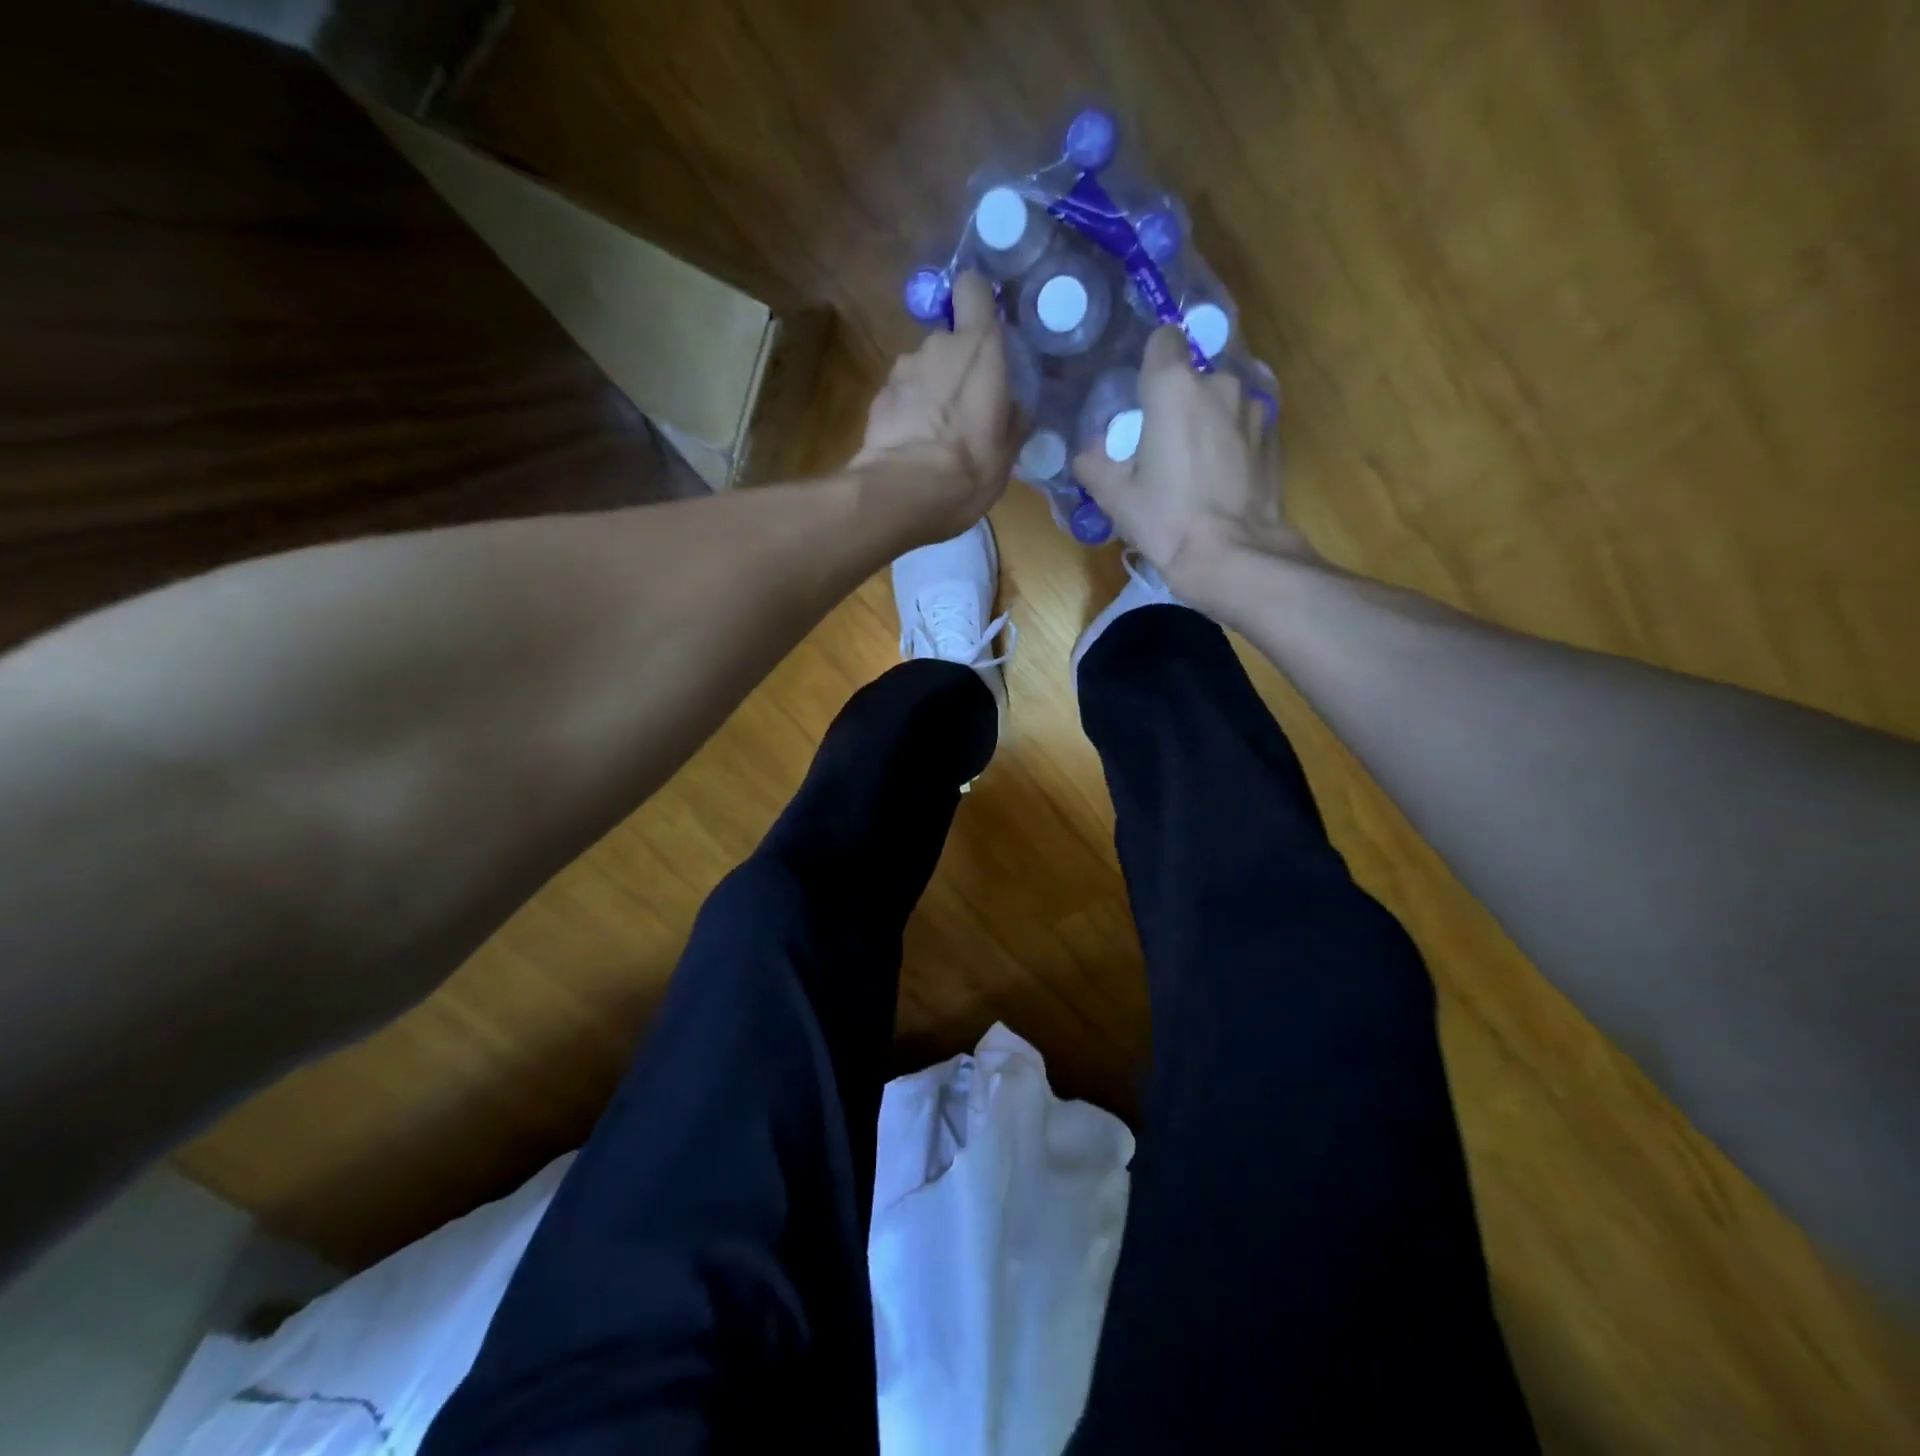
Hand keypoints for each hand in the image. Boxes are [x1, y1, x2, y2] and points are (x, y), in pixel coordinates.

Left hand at [853, 271, 1017, 539]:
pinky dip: (908, 411)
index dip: (977, 301)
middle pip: (948, 339)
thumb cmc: (969, 468)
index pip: (973, 288)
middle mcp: (937, 345)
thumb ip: (1012, 416)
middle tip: (966, 407)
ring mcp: (902, 369)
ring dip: (930, 390)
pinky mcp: (878, 397)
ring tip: (937, 432)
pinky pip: (901, 395)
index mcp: (979, 347)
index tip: (984, 325)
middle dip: (956, 365)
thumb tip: (1013, 406)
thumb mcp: (1008, 450)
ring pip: (923, 368)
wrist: (903, 493)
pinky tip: (913, 444)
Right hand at [1074, 326, 1313, 604]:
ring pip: (1221, 400)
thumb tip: (1088, 452)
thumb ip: (1093, 463)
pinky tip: (1221, 477)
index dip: (1150, 363)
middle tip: (1161, 444)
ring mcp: (1253, 408)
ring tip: (1194, 464)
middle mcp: (1218, 384)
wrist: (1233, 556)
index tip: (1141, 395)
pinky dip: (1231, 440)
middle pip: (1192, 377)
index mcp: (1174, 387)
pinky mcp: (1273, 436)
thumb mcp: (1114, 497)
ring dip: (1207, 420)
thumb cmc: (1167, 521)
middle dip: (1177, 401)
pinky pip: (1243, 425)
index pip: (1163, 339)